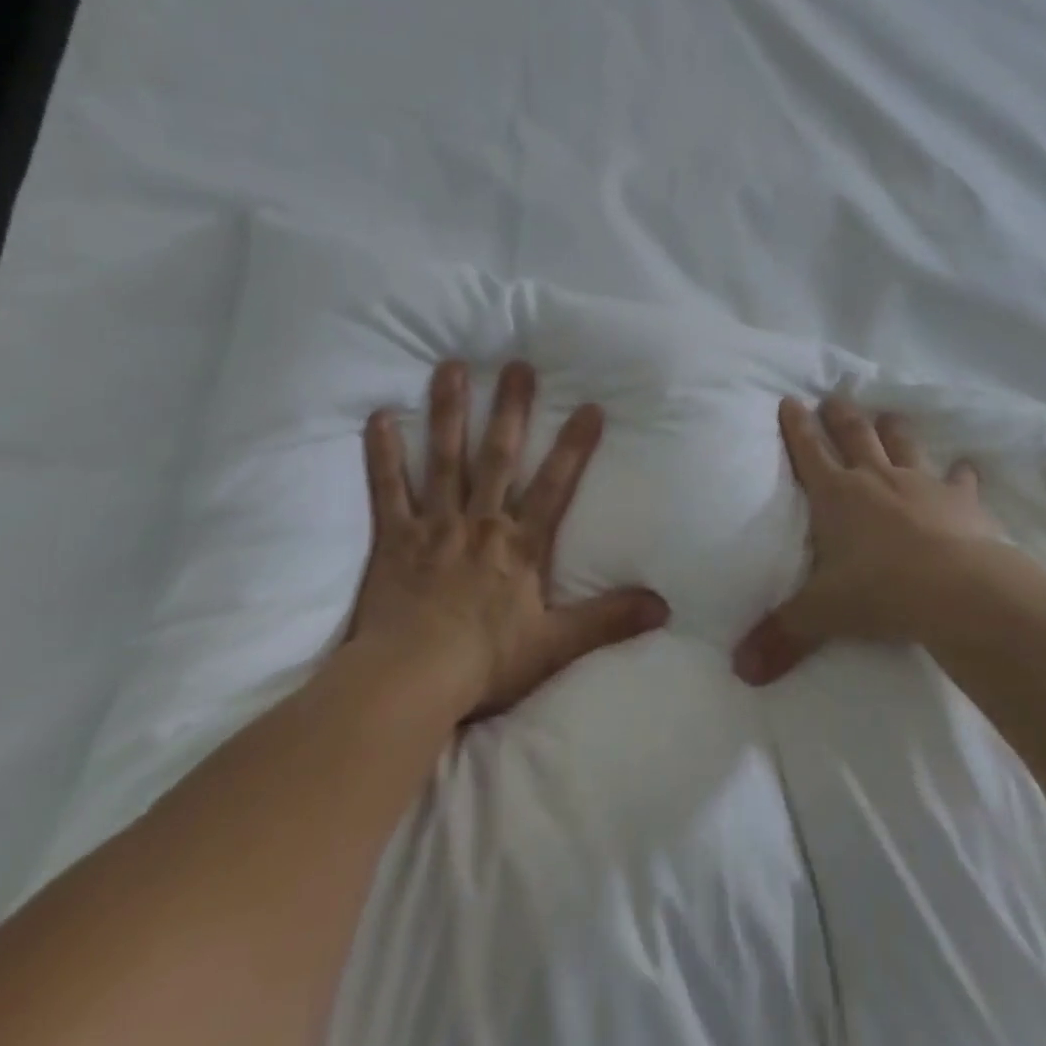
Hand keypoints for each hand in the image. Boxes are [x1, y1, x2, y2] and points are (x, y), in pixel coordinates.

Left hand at [350, 359, 669, 719]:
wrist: (411, 680)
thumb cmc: (485, 662)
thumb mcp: (557, 645)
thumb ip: (609, 619)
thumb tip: (665, 607)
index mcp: (520, 545)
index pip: (556, 486)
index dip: (574, 447)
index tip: (590, 406)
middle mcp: (480, 523)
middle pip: (498, 456)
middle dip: (510, 410)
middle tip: (517, 365)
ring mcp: (434, 525)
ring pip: (445, 459)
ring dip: (450, 412)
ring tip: (452, 367)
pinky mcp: (394, 537)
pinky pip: (387, 488)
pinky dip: (383, 454)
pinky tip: (379, 416)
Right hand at [733, 396, 1022, 685]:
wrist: (958, 591)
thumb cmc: (879, 591)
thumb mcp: (821, 615)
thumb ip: (781, 637)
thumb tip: (740, 671)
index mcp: (836, 495)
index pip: (808, 451)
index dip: (796, 425)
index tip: (790, 400)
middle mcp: (875, 478)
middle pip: (854, 434)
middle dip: (840, 415)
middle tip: (834, 398)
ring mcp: (921, 484)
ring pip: (902, 443)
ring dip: (893, 429)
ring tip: (888, 416)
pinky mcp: (961, 500)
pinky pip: (960, 478)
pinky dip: (960, 473)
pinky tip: (964, 467)